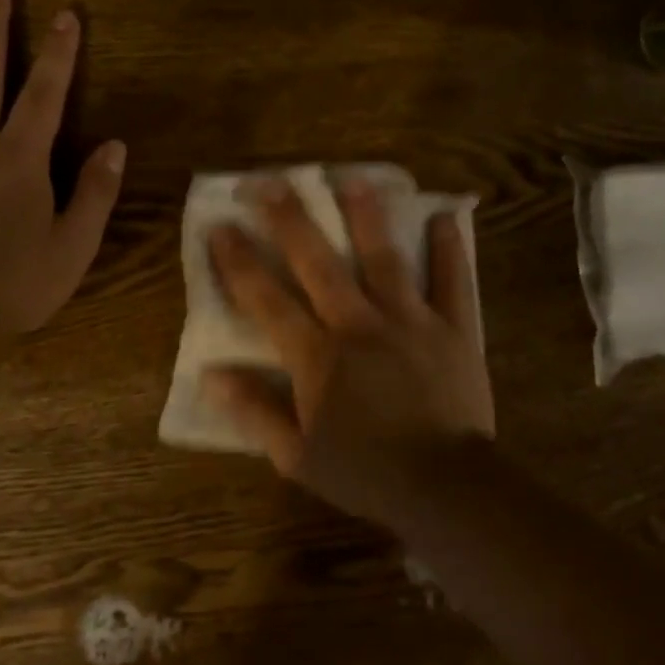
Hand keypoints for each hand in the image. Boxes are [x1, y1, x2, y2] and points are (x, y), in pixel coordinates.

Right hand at [204, 175, 494, 519]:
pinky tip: (444, 217)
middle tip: (270, 181)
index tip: (220, 226)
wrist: (445, 487)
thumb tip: (212, 377)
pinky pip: (452, 282)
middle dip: (290, 220)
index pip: (267, 300)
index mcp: (317, 356)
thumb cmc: (365, 472)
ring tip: (353, 178)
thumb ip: (254, 412)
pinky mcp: (453, 328)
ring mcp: (410, 321)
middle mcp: (358, 325)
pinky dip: (449, 249)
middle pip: (318, 263)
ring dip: (366, 216)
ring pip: (384, 258)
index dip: (239, 262)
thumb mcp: (297, 455)